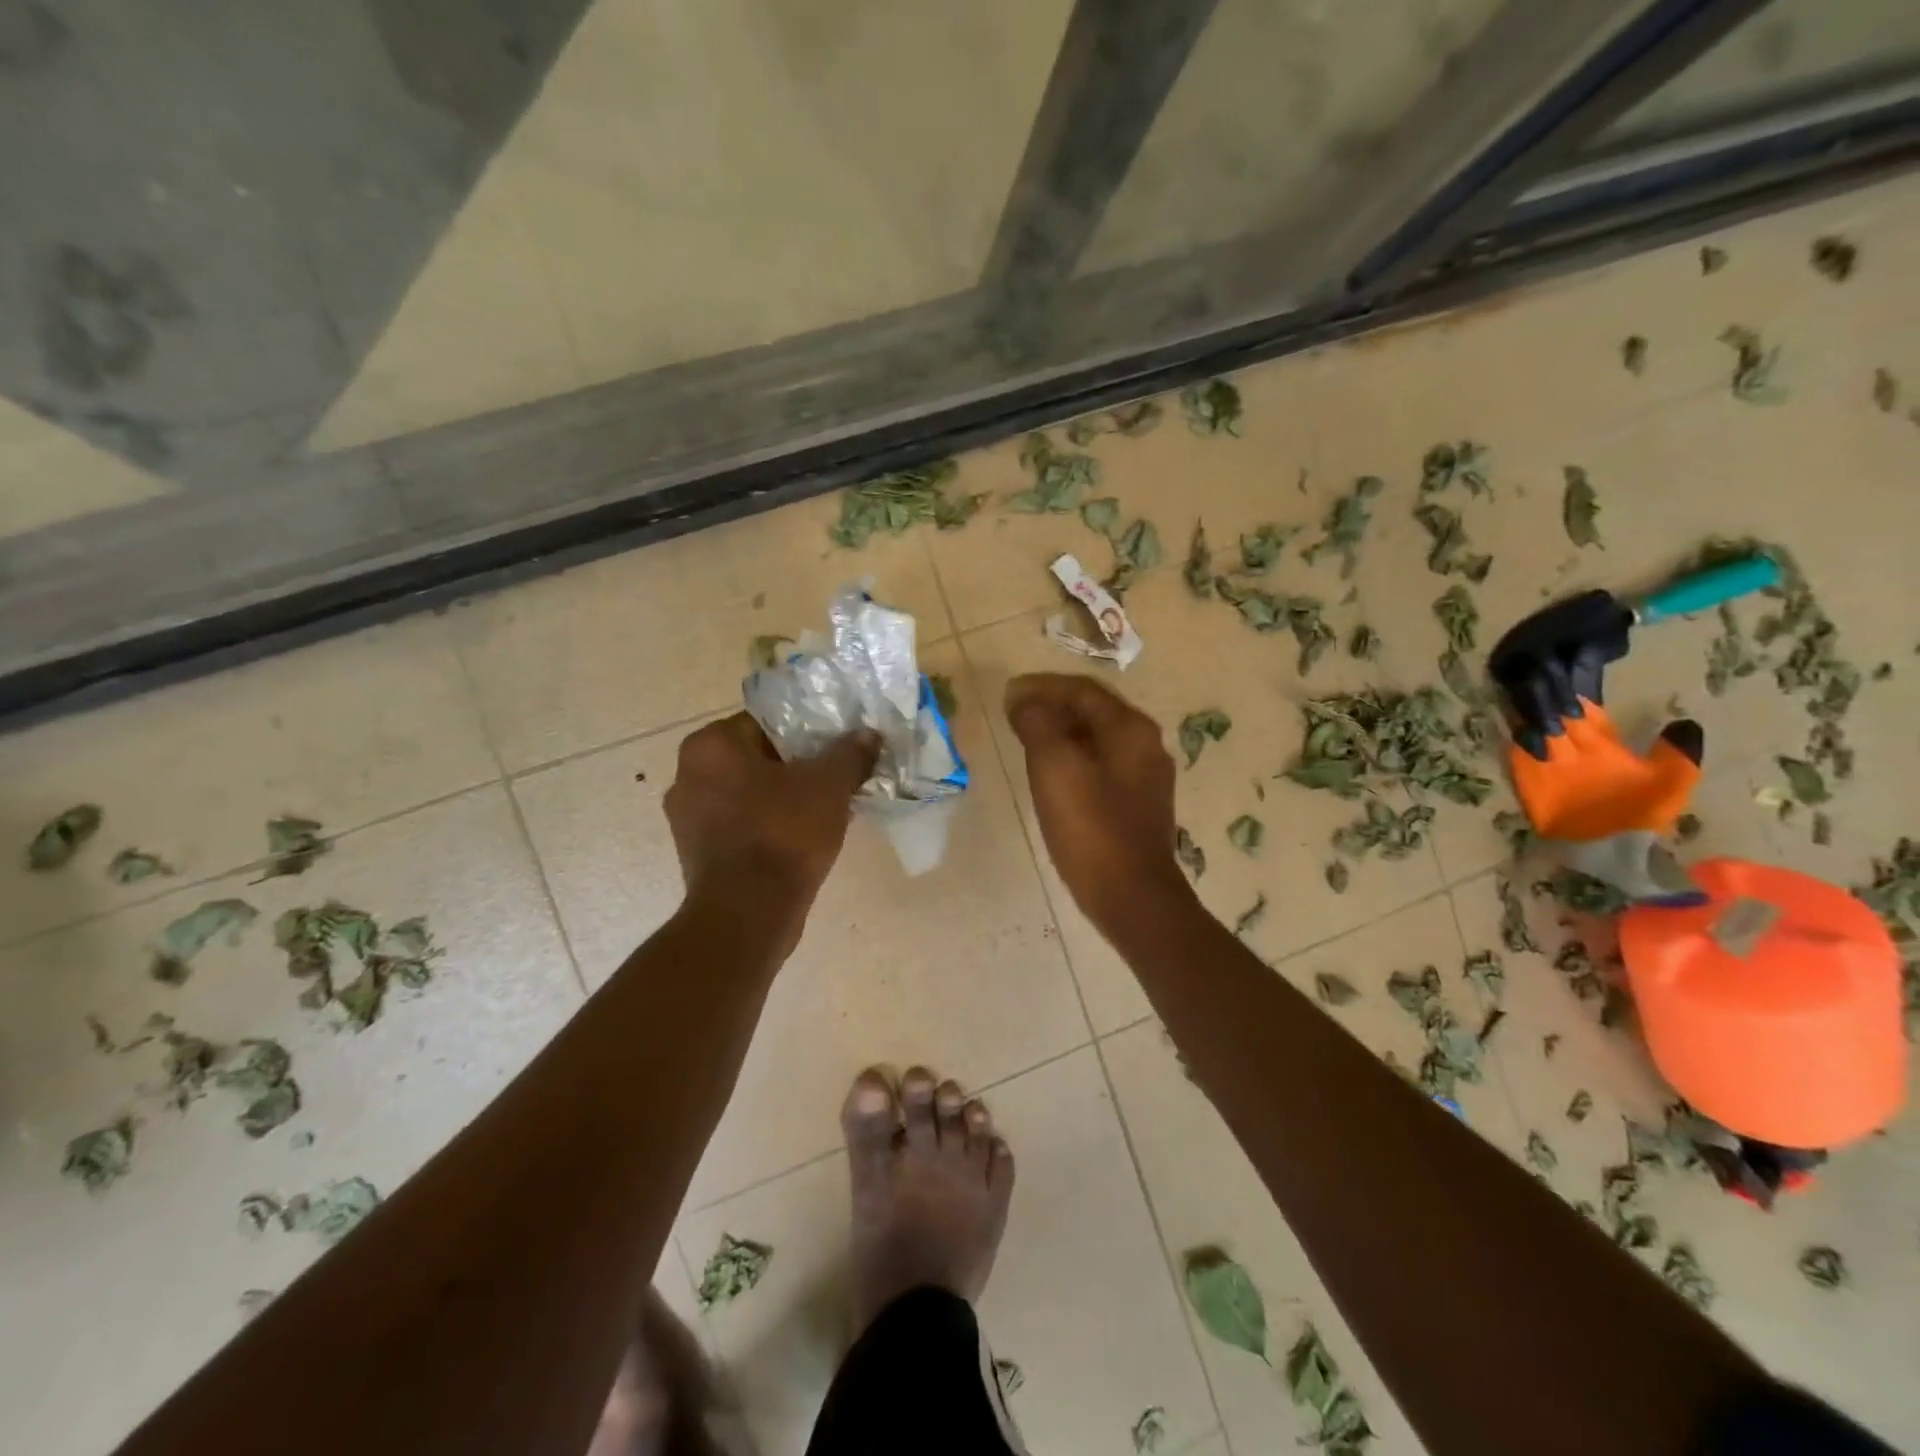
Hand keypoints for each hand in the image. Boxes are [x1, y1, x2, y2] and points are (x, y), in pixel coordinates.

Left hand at [664, 714, 878, 927]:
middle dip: (794, 767)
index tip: (834, 748)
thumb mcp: (829, 785)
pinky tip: (800, 839)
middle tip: (833, 778)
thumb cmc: (783, 834)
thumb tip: (868, 735)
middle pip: (755, 758)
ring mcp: (687, 818)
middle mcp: (687, 774)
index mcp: (710, 745)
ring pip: (748, 794)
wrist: (749, 914)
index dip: (806, 732)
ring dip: (781, 798)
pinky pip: (740, 825)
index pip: (765, 722)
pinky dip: (767, 827)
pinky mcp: (696, 853)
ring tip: (823, 810)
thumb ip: (850, 753)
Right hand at [1004, 673, 1193, 932]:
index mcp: (1130, 729)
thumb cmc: (1091, 828)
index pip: (1082, 691)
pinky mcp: (1138, 805)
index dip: (1042, 687)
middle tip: (1013, 715)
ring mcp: (1145, 777)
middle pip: (1093, 712)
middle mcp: (1145, 745)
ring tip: (1026, 740)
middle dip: (1052, 707)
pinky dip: (1073, 759)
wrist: (1132, 897)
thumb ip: (1038, 724)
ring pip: (1097, 740)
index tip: (1008, 695)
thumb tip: (1023, 699)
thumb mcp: (1055, 768)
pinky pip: (1101, 766)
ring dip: (1061, 734)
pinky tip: (1052, 776)